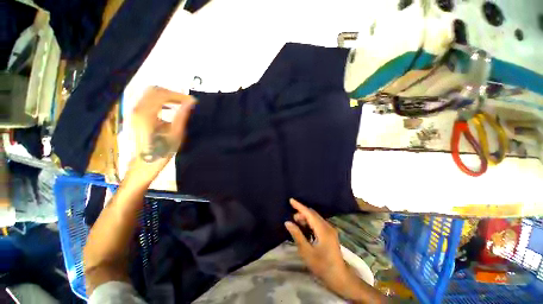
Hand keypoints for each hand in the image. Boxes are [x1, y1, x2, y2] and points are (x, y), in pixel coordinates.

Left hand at [129, 86, 195, 182]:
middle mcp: (137, 109)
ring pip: (150, 94)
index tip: (192, 102)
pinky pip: (148, 101)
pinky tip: (170, 108)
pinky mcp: (135, 116)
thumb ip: (182, 116)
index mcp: (146, 114)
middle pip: (154, 91)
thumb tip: (191, 102)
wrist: (143, 165)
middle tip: (186, 102)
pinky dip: (161, 101)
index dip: (178, 96)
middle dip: (172, 94)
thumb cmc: (161, 152)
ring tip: (180, 104)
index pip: (162, 95)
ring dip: (167, 97)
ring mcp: (134, 112)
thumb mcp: (175, 135)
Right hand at [284, 199, 350, 290]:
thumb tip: (287, 222)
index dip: (299, 206)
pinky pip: (318, 222)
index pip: (309, 213)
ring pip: (316, 218)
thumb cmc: (322, 266)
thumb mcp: (306, 252)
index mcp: (323, 230)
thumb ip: (297, 235)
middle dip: (302, 213)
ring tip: (297, 223)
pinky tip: (305, 228)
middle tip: (292, 218)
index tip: (291, 200)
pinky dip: (310, 222)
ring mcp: (330, 229)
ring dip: (306, 218)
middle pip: (313, 214)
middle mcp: (328, 226)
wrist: (339, 278)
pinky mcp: (330, 233)